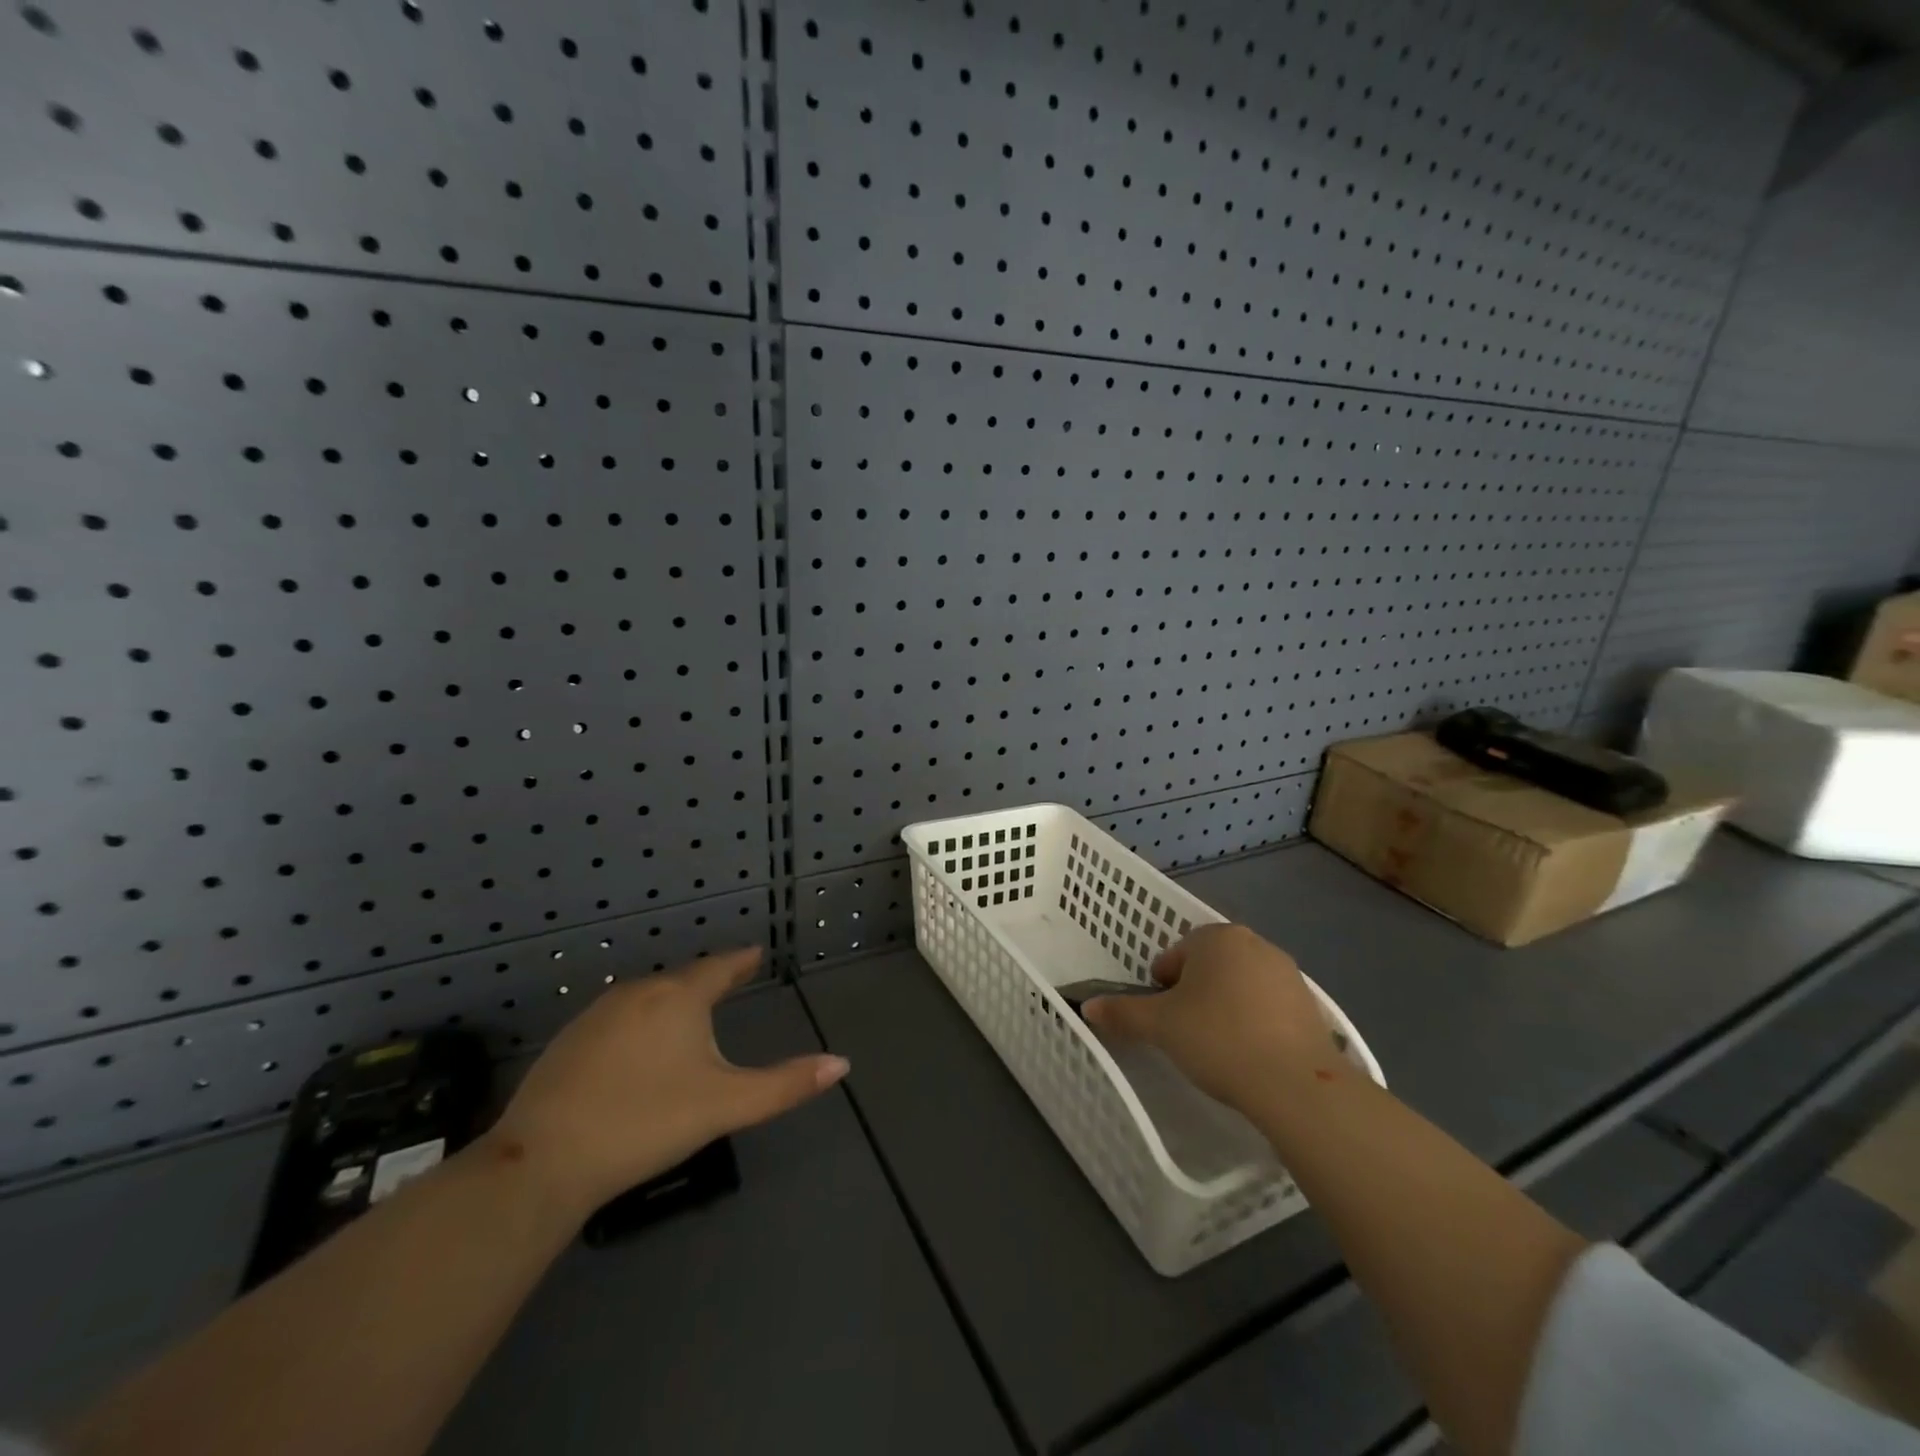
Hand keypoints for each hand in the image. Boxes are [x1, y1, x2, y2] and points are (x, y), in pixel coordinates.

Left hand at [483, 947, 848, 1212]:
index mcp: (679, 996)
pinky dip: (641, 1020)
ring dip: (673, 998)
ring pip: (648, 996)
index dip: (741, 962)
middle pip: (683, 978)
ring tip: (689, 1010)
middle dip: (709, 979)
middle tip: (730, 981)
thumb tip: (842, 1063)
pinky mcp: (568, 1041)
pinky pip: (619, 1017)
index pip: (720, 966)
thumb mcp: (725, 1105)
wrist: (542, 1161)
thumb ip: (784, 1085)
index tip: (756, 954)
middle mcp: (638, 992)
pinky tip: (638, 1044)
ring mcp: (597, 1014)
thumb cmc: (646, 1122)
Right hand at [1083, 924, 1341, 1113]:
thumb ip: (1122, 1013)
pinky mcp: (1311, 1005)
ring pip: (1240, 985)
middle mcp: (1254, 944)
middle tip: (1187, 1032)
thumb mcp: (1160, 1026)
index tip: (1164, 1019)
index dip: (1162, 987)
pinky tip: (1251, 1055)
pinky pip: (1269, 1007)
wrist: (1296, 1084)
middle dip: (1195, 994)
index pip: (1175, 955)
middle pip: (1208, 966)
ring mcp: (1288, 973)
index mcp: (1217, 937)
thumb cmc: (1218, 1038)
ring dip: (1226, 1007)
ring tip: (1220, 1047)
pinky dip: (1256, 1023)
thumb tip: (1087, 1007)